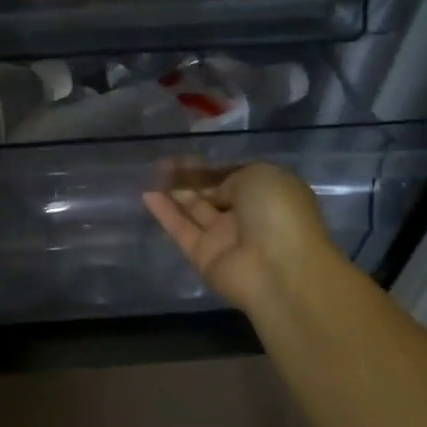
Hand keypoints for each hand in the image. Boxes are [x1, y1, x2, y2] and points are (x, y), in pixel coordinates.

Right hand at [143, 162, 336, 313]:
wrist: (279, 270)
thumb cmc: (278, 214)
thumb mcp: (260, 175)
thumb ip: (230, 177)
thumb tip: (215, 191)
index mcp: (267, 194)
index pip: (232, 177)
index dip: (209, 167)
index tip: (184, 156)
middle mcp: (246, 215)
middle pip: (211, 193)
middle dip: (189, 177)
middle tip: (161, 163)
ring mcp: (224, 238)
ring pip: (194, 210)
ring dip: (174, 191)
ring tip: (150, 172)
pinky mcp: (203, 256)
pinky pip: (181, 230)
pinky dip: (165, 213)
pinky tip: (146, 194)